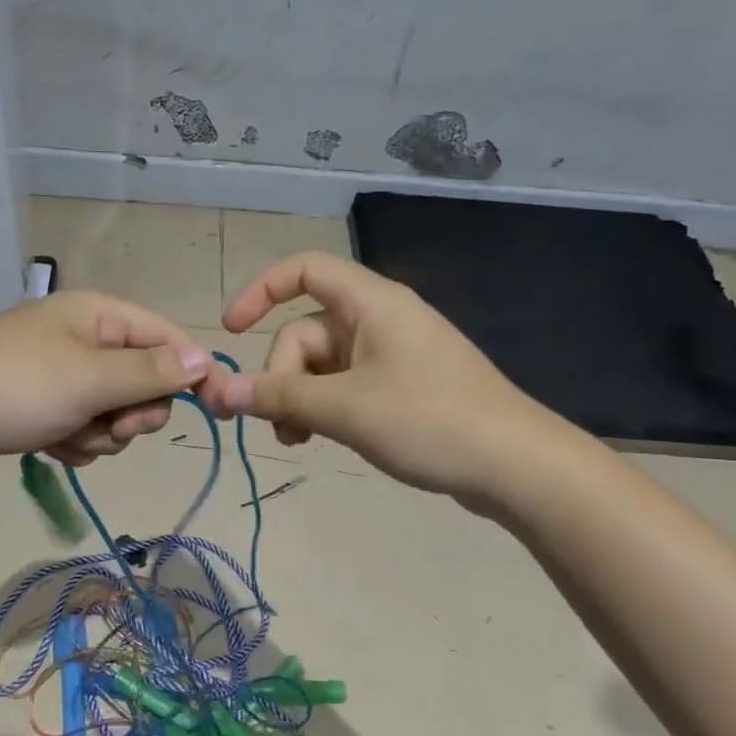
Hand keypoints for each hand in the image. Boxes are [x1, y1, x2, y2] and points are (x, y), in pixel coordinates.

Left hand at [0, 290, 212, 479]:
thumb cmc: (17, 389)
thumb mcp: (93, 379)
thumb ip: (153, 371)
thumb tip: (206, 359)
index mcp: (97, 314)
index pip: (166, 337)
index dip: (191, 371)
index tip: (214, 408)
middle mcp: (82, 336)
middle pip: (143, 378)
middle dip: (135, 411)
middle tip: (116, 429)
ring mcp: (59, 372)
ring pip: (114, 409)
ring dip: (103, 433)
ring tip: (72, 439)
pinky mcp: (39, 404)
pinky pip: (83, 424)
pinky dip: (76, 441)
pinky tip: (54, 449)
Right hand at [197, 252, 561, 501]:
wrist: (516, 466)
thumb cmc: (429, 421)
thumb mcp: (344, 409)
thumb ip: (279, 398)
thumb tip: (219, 393)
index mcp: (370, 303)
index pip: (303, 270)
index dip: (260, 291)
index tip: (230, 332)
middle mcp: (380, 319)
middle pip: (306, 331)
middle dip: (283, 376)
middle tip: (281, 428)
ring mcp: (393, 353)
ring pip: (324, 364)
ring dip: (301, 398)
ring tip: (300, 441)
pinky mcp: (404, 385)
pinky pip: (347, 383)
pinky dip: (328, 406)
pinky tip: (326, 439)